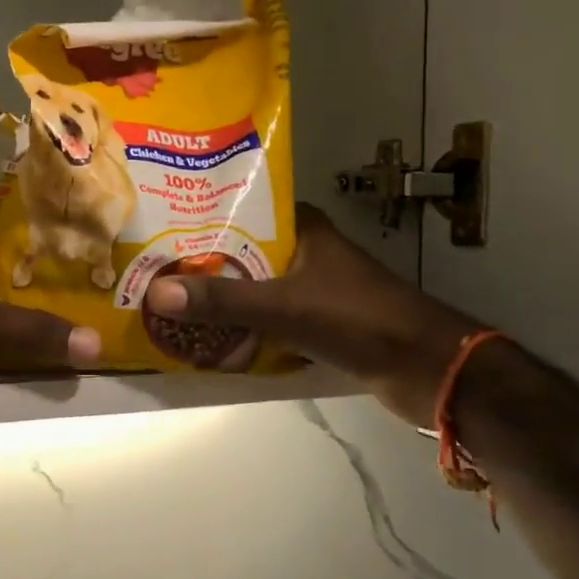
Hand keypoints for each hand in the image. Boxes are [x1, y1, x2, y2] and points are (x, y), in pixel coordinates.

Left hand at [0, 221, 101, 394]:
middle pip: (1, 282)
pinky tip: (7, 370)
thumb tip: (95, 344)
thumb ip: (31, 329)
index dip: (45, 258)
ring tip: (54, 347)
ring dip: (8, 331)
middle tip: (78, 320)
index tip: (83, 278)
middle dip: (33, 301)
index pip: (14, 242)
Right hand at [144, 204, 481, 425]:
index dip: (202, 215)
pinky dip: (239, 327)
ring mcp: (310, 289)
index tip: (159, 225)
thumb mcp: (285, 307)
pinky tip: (204, 337)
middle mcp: (304, 252)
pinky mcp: (315, 323)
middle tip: (150, 270)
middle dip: (200, 264)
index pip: (243, 208)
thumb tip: (154, 293)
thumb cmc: (359, 320)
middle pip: (240, 252)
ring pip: (251, 288)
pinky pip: (264, 319)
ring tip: (165, 302)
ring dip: (217, 298)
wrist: (428, 370)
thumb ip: (222, 301)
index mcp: (303, 229)